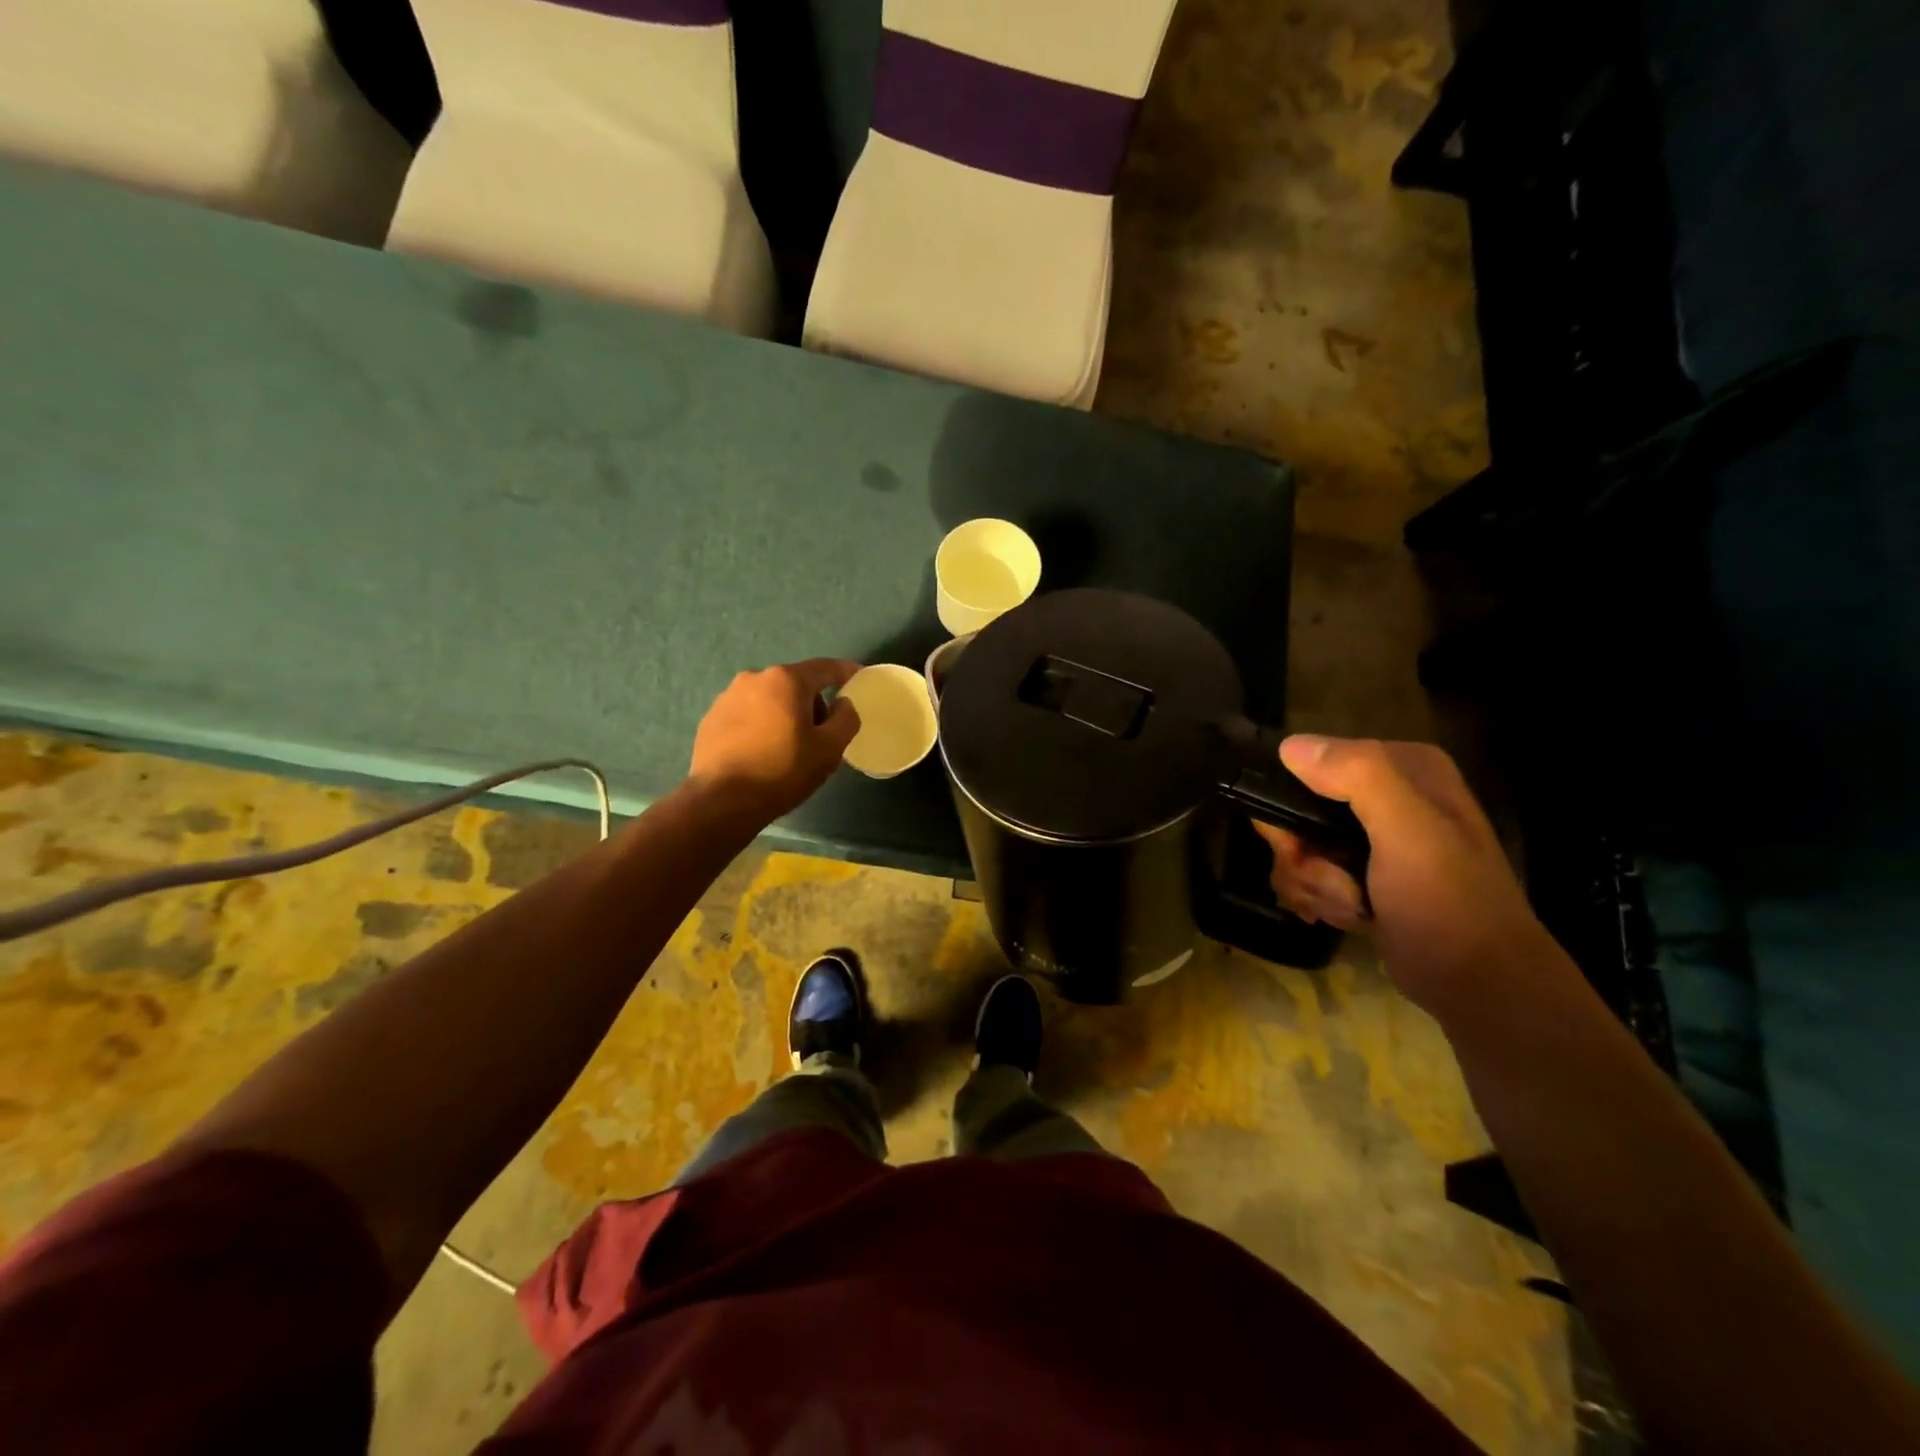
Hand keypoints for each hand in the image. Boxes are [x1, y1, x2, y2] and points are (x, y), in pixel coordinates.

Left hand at [688, 659, 862, 822]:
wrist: (721, 801)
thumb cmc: (782, 771)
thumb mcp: (829, 749)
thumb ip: (845, 719)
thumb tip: (843, 704)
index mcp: (786, 680)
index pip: (825, 668)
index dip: (845, 671)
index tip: (858, 677)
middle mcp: (754, 678)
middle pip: (795, 683)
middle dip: (812, 702)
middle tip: (822, 733)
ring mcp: (727, 697)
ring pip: (769, 699)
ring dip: (784, 714)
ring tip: (788, 746)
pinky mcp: (710, 718)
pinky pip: (746, 714)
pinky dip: (760, 725)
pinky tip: (761, 753)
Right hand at [1252, 735, 1554, 1013]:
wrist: (1480, 985)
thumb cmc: (1448, 903)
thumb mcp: (1409, 831)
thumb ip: (1358, 777)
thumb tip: (1290, 746)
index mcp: (1404, 768)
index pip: (1313, 762)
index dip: (1294, 804)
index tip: (1298, 844)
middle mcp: (1387, 794)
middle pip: (1298, 808)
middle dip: (1302, 853)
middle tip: (1331, 883)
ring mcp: (1374, 836)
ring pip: (1299, 844)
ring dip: (1310, 882)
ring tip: (1347, 907)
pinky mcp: (1364, 873)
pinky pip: (1311, 871)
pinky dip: (1317, 897)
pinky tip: (1345, 917)